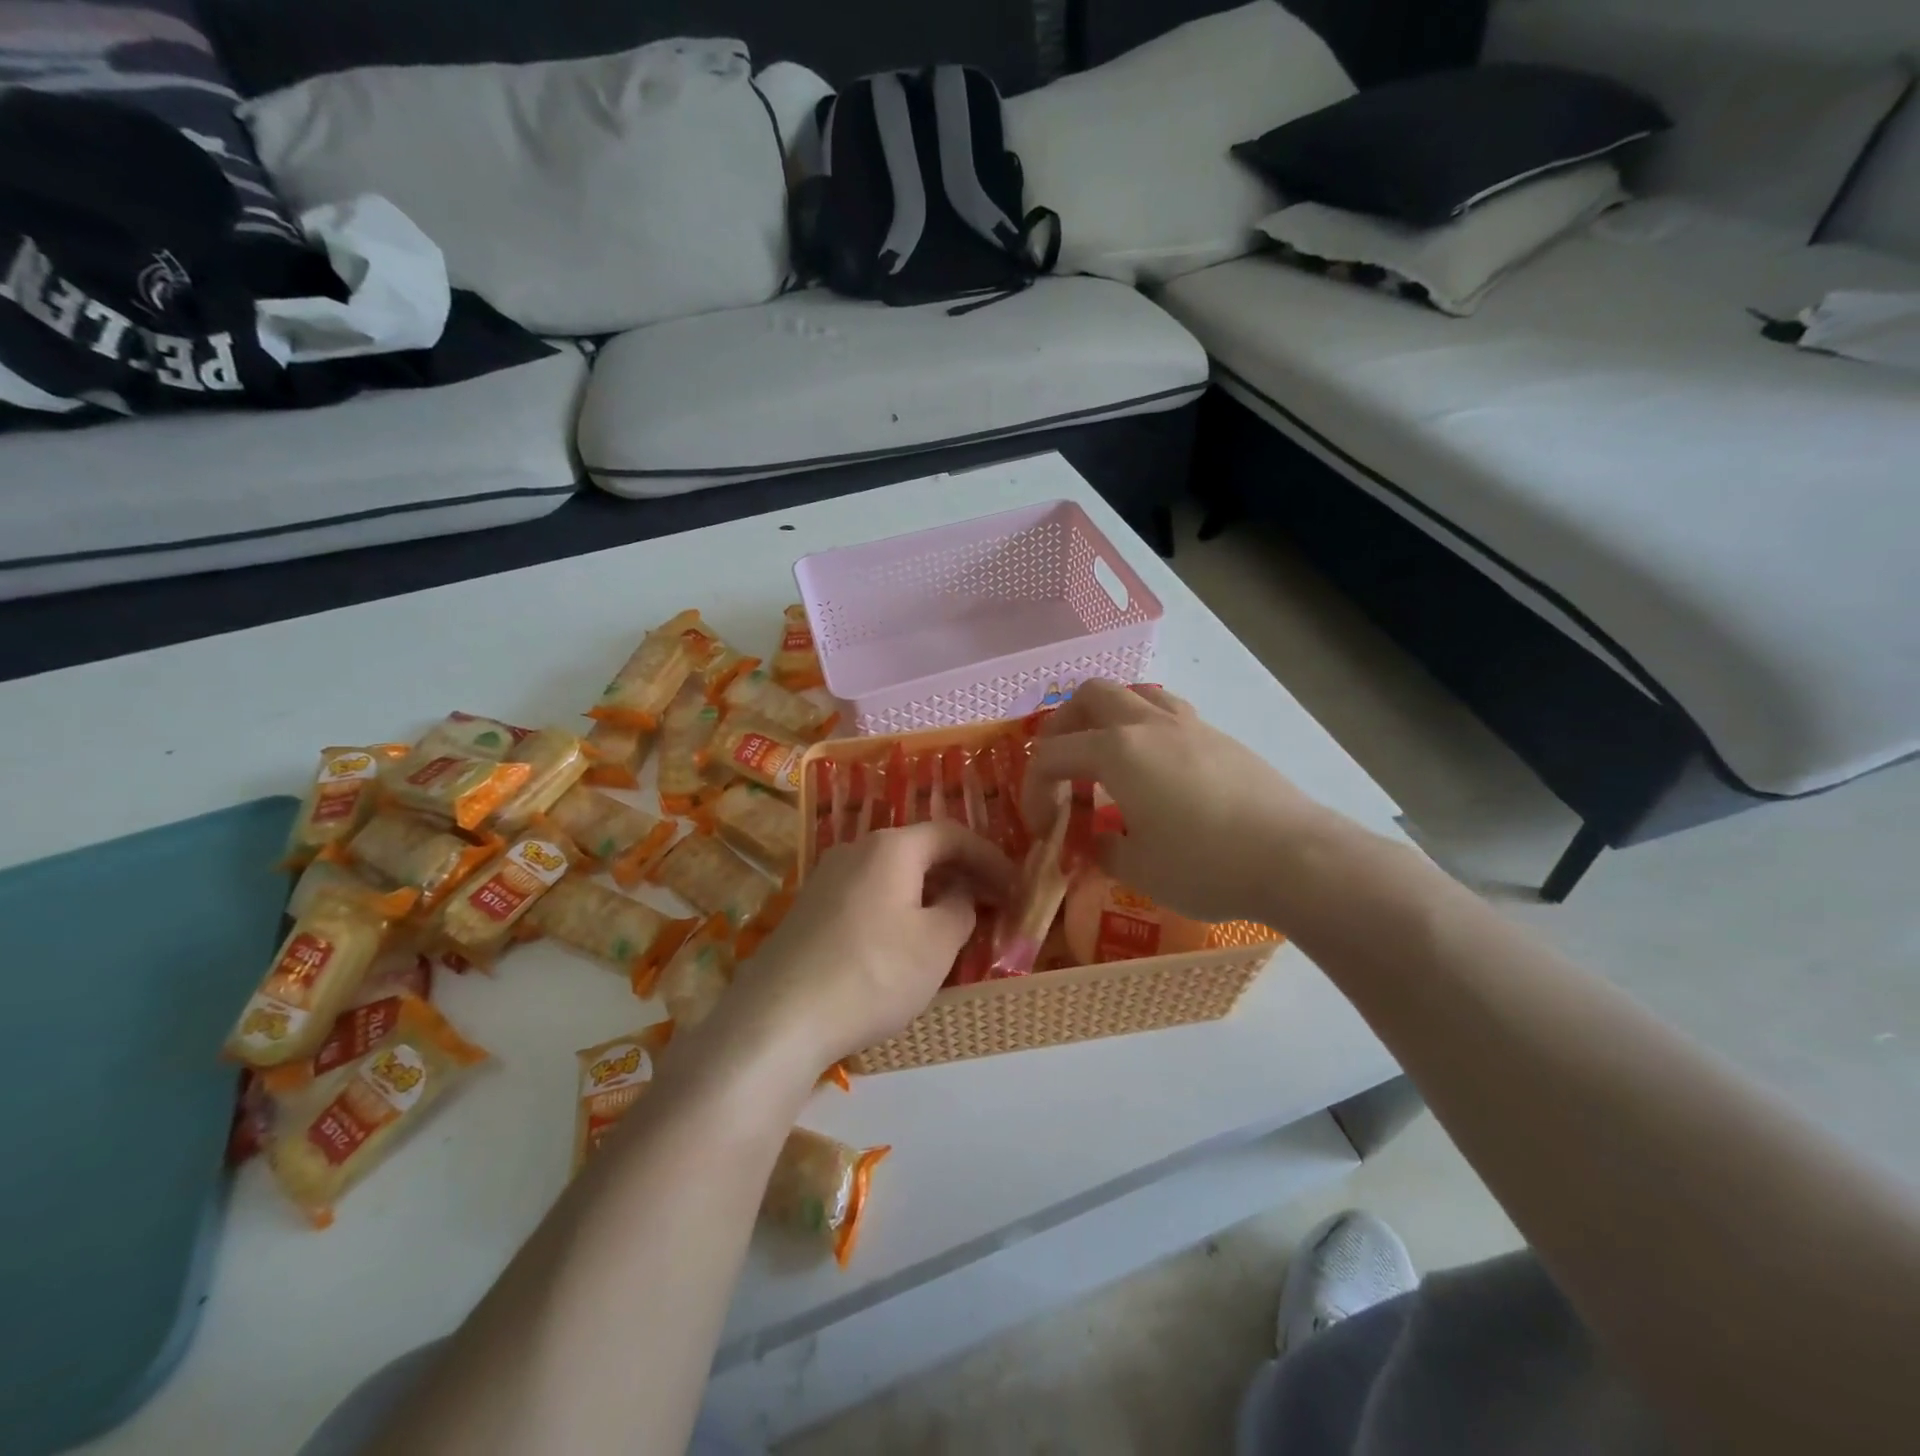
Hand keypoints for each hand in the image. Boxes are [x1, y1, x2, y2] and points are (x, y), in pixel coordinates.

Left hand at [726, 822, 1013, 1067]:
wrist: (778, 1018)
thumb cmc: (872, 973)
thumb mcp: (936, 945)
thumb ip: (961, 909)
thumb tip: (959, 895)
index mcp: (892, 847)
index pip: (952, 834)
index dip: (990, 857)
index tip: (1016, 886)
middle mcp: (856, 850)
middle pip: (920, 850)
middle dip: (961, 874)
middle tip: (992, 904)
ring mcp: (826, 879)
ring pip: (893, 875)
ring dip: (929, 893)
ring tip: (953, 925)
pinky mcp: (809, 910)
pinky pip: (868, 895)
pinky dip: (899, 908)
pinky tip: (904, 944)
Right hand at [1021, 679, 1341, 923]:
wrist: (1295, 858)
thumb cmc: (1205, 865)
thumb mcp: (1139, 869)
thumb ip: (1103, 849)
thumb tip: (1094, 840)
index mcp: (1117, 751)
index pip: (1052, 755)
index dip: (1034, 789)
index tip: (1041, 826)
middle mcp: (1148, 725)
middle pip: (1089, 696)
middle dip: (1063, 726)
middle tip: (1062, 767)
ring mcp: (1188, 725)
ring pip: (1134, 693)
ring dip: (1107, 716)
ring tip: (1106, 757)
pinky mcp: (1219, 738)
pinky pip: (1168, 714)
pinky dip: (1145, 730)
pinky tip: (1155, 771)